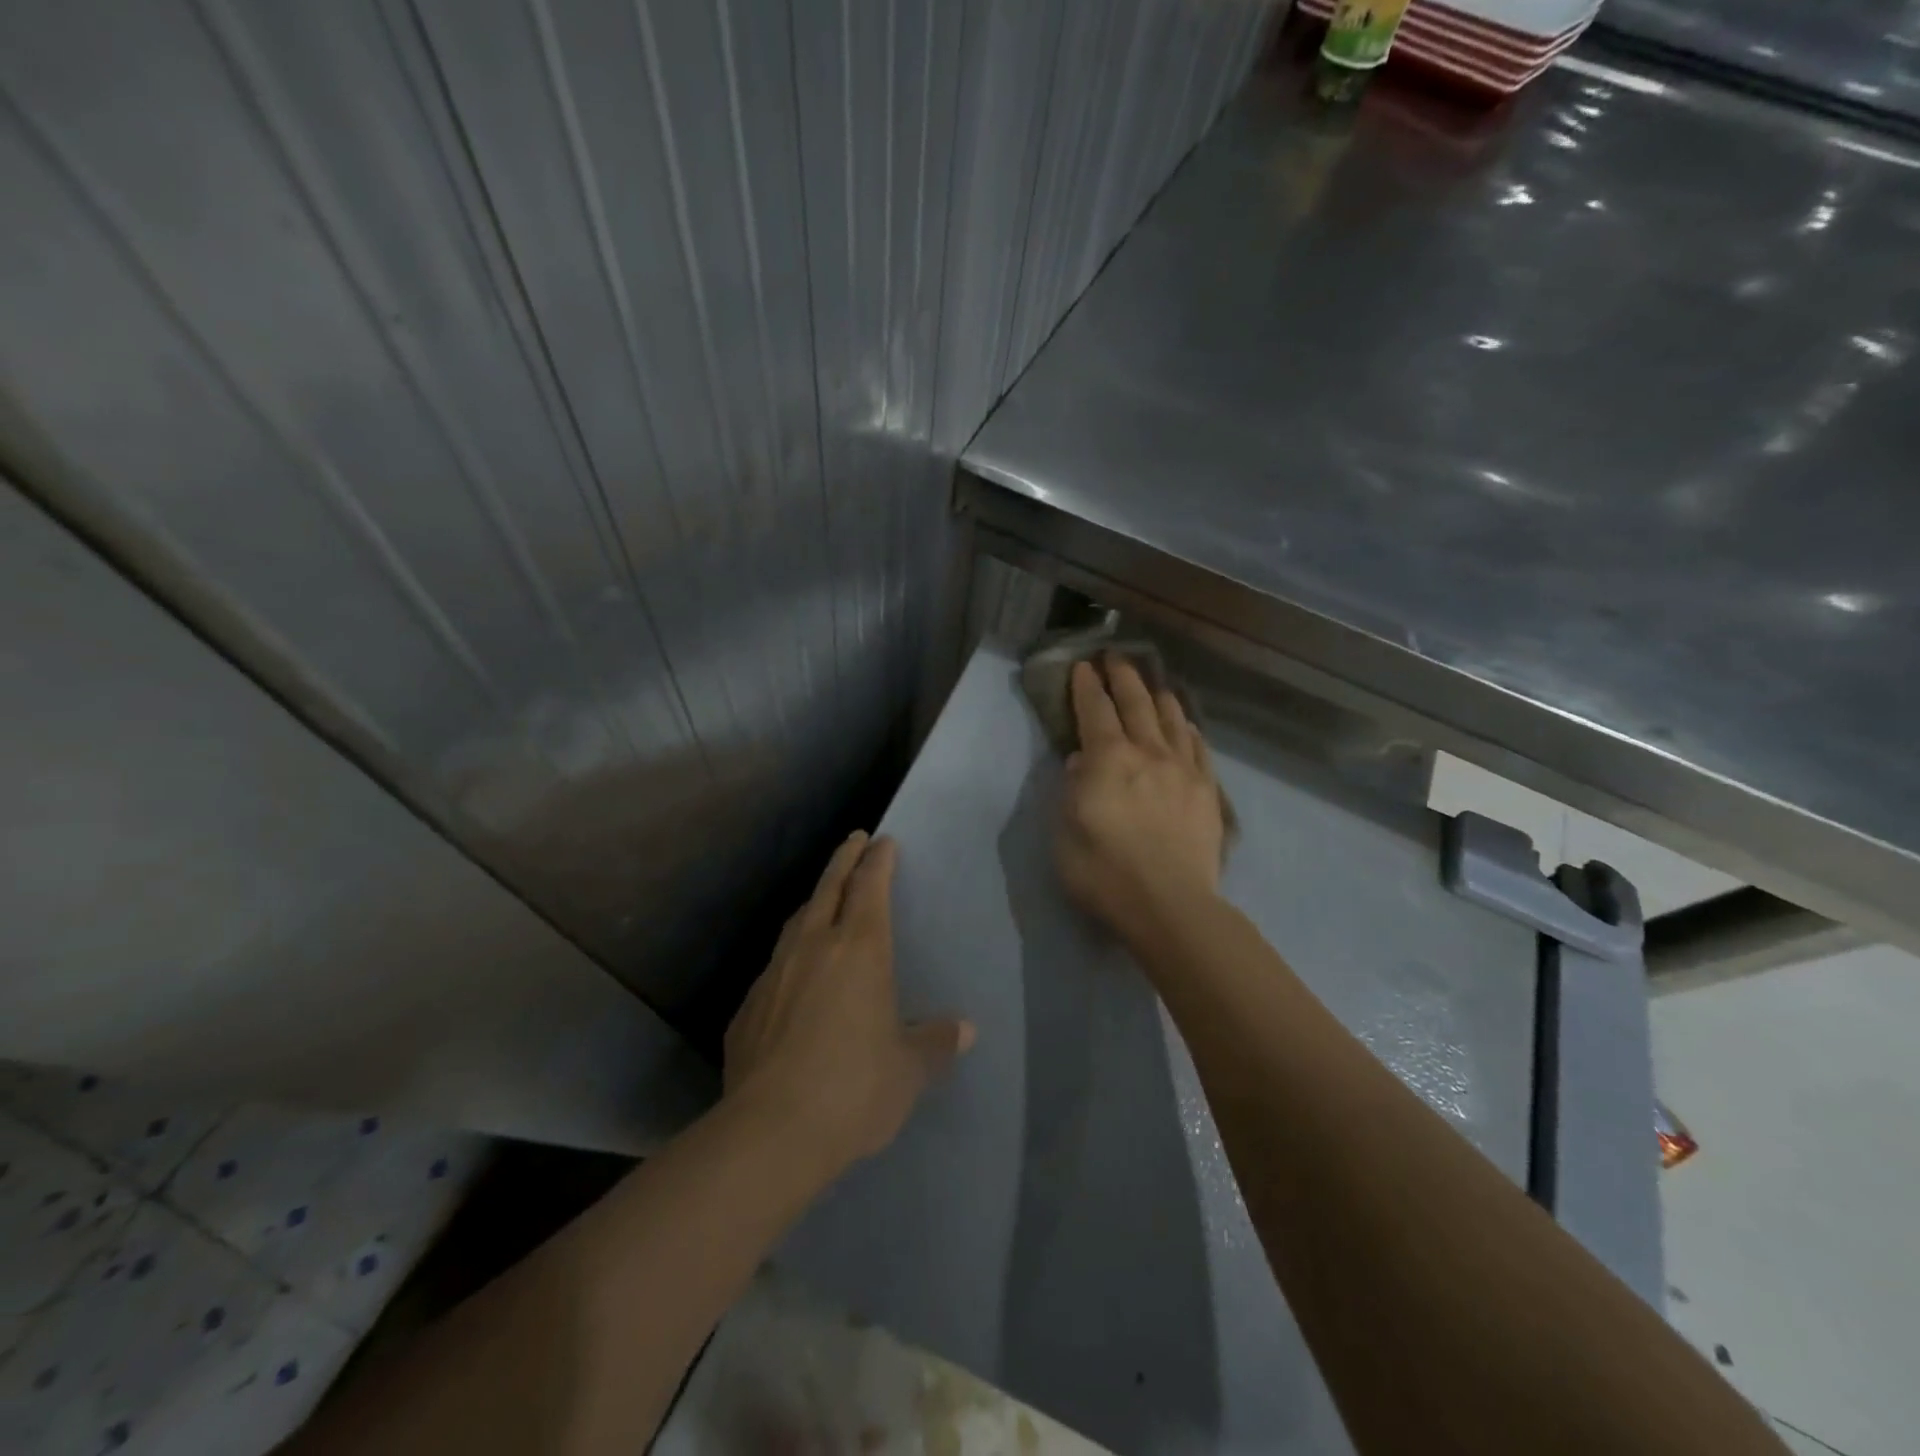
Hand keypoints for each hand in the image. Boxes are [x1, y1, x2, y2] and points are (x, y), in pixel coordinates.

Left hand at [724, 832, 974, 1174]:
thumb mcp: (908, 1070)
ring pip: (796, 921)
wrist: (770, 1131)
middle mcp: (814, 947)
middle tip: (854, 840)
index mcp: (860, 950)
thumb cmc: (854, 1088)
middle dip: (844, 859)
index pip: (870, 886)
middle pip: (829, 887)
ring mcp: (775, 973)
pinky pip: (775, 966)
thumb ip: (935, 1043)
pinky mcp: (748, 1006)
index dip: (878, 860)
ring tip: (824, 899)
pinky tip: (794, 978)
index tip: (883, 841)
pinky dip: (791, 956)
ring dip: (814, 902)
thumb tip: (964, 1030)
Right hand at [1056, 655, 1225, 943]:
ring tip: (1153, 684)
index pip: (1095, 711)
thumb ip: (1071, 789)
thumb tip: (1081, 761)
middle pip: (1136, 703)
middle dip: (1124, 676)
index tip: (1083, 667)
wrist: (1170, 905)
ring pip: (1172, 720)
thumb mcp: (1065, 832)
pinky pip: (1198, 748)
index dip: (1087, 686)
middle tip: (1116, 656)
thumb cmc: (1104, 872)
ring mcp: (1183, 770)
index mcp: (1108, 759)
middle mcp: (1148, 753)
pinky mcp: (1207, 791)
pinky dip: (1188, 730)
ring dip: (1159, 697)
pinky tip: (1186, 725)